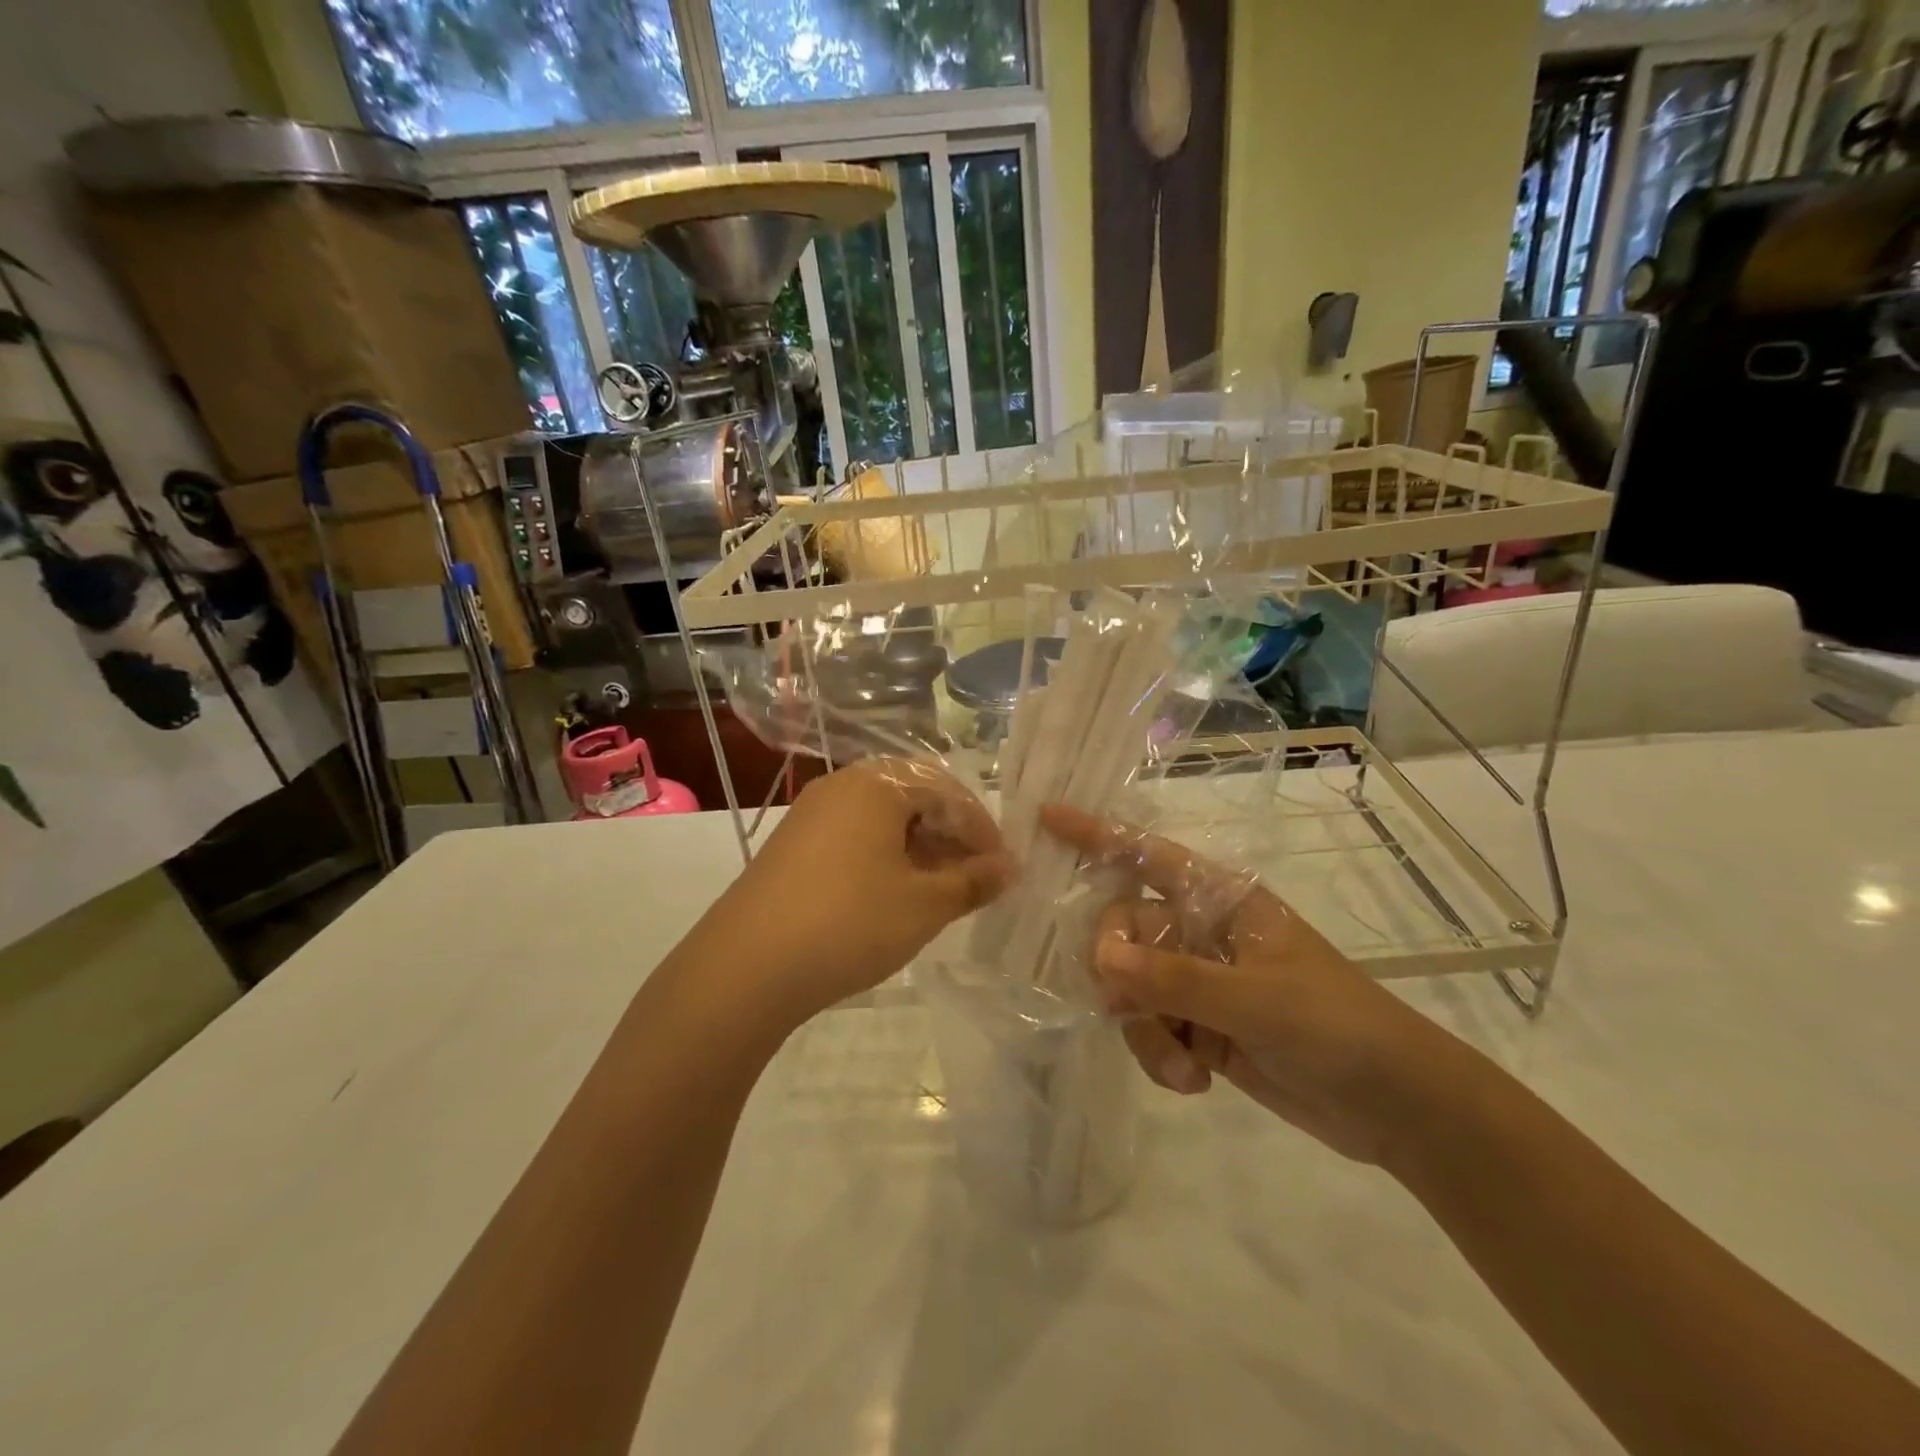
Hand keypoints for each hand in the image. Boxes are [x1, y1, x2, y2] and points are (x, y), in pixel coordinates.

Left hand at [716, 759, 1010, 1026]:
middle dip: (950, 834)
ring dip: (919, 846)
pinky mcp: (793, 843)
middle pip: (914, 797)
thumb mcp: (924, 905)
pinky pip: (854, 835)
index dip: (982, 829)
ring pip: (883, 818)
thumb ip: (973, 881)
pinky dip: (885, 856)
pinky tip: (894, 893)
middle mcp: (843, 785)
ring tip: (940, 889)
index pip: (948, 791)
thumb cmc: (850, 923)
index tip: (1002, 868)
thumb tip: (1009, 868)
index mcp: (879, 784)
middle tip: (973, 875)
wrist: (746, 966)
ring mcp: (812, 812)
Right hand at [1040, 804, 1457, 1164]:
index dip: (1097, 835)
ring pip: (1131, 987)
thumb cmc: (1336, 1027)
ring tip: (1184, 1066)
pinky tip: (1195, 1082)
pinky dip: (1160, 1055)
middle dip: (1118, 971)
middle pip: (1124, 930)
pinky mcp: (1200, 1027)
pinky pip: (1149, 1028)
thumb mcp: (1257, 1000)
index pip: (1148, 856)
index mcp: (1221, 901)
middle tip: (1125, 1006)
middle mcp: (1202, 933)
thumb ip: (1174, 978)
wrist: (1396, 1107)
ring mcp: (1199, 982)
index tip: (1046, 816)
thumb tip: (1100, 958)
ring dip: (1144, 1030)